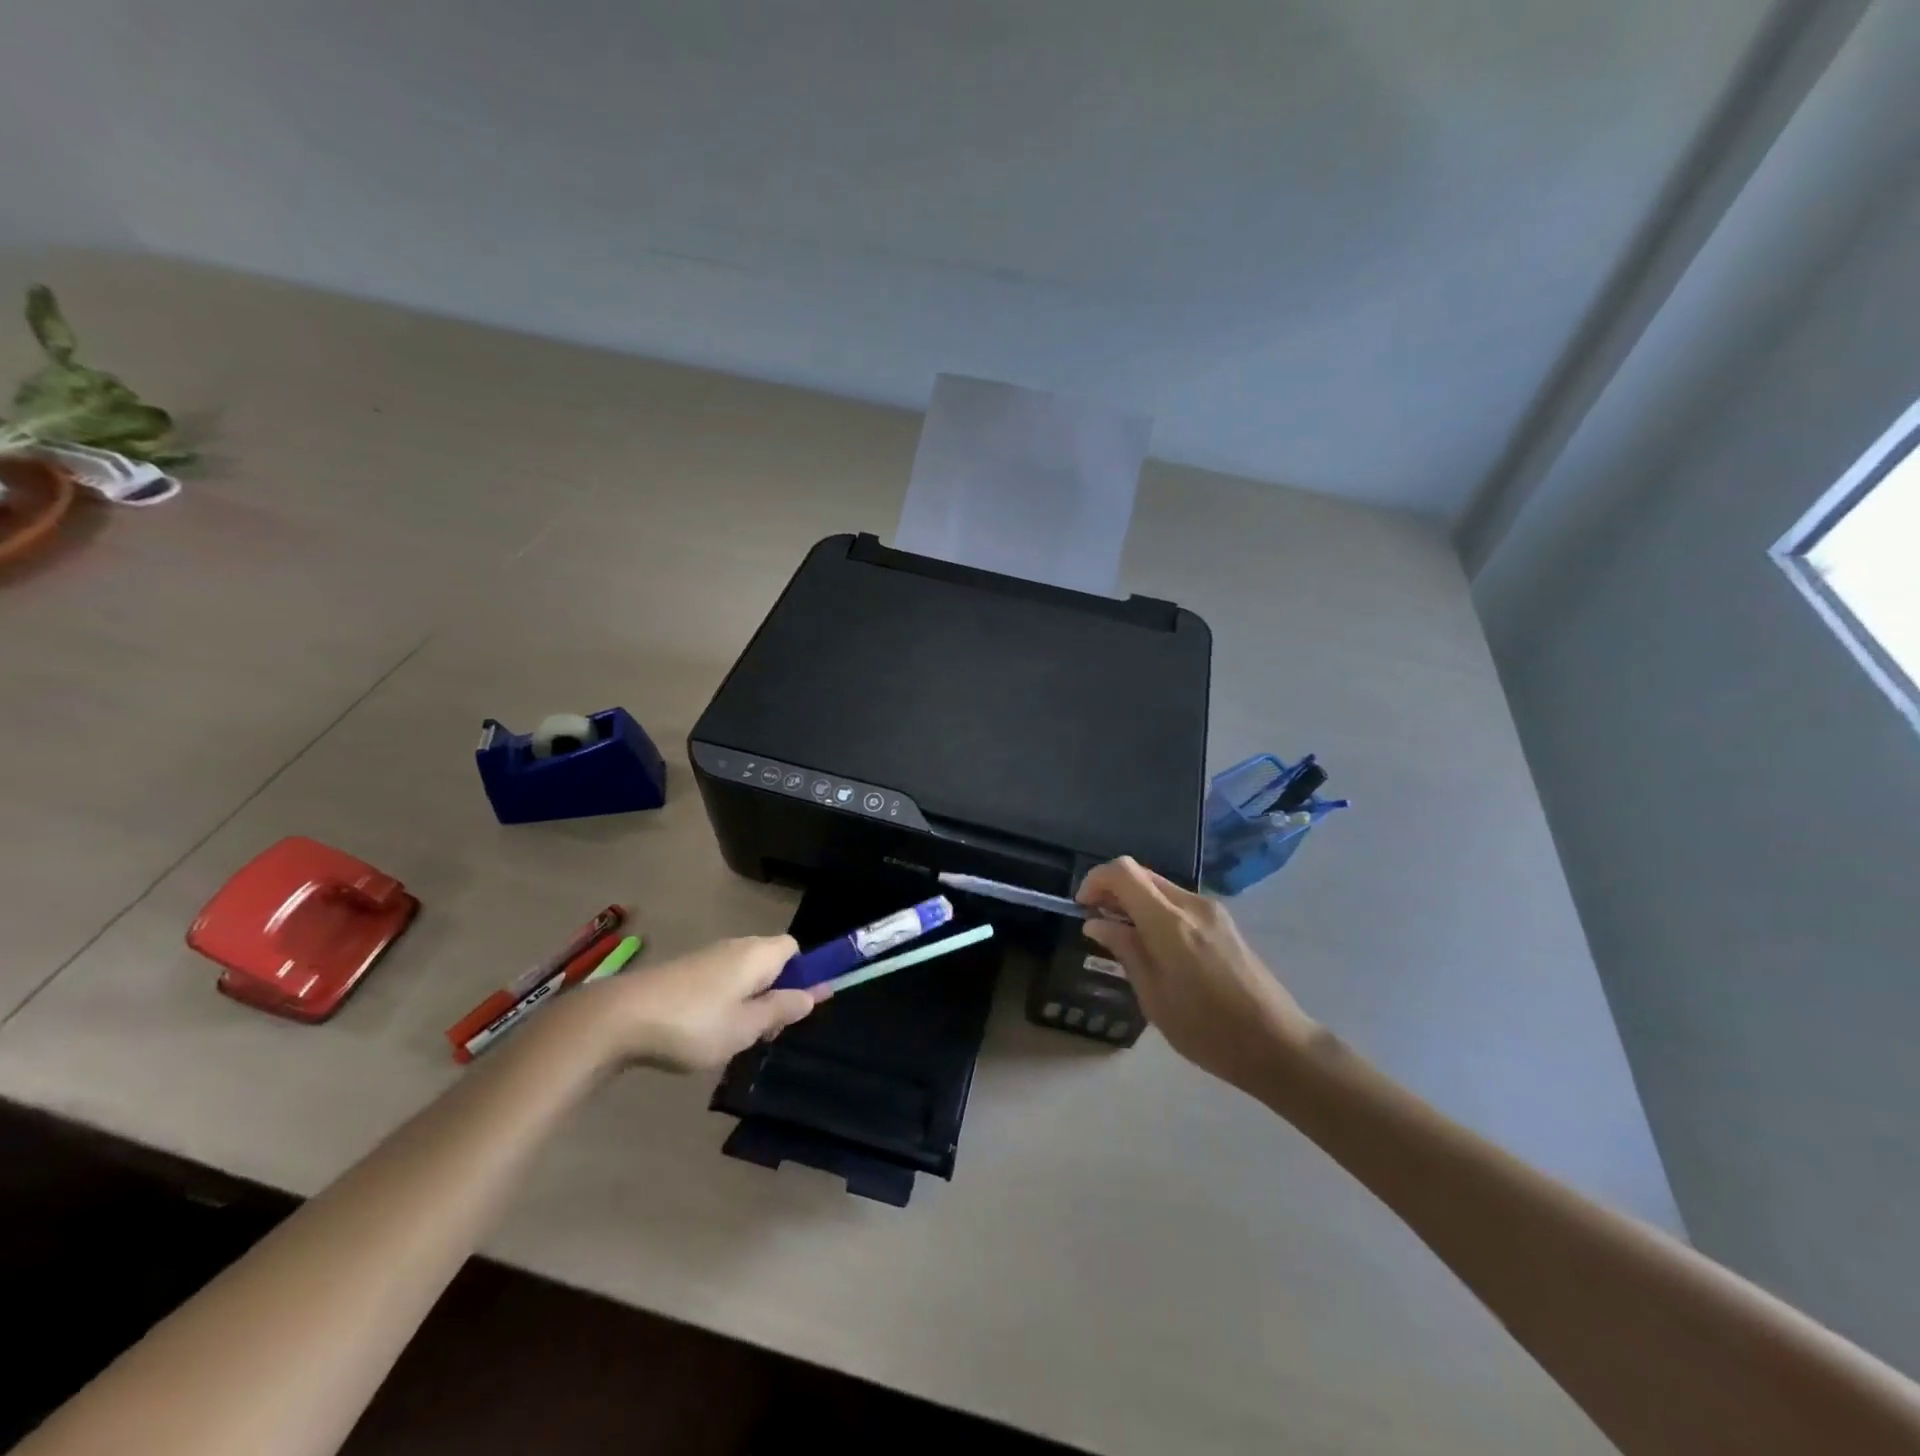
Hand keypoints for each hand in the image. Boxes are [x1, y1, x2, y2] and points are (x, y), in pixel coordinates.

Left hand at [582, 935, 818, 1071]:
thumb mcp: (747, 1026)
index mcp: (758, 954)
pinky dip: (723, 1003)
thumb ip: (782, 1009)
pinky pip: (720, 982)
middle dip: (775, 994)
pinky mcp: (682, 972)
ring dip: (748, 1002)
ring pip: (744, 974)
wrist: (620, 1019)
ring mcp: (706, 957)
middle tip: (765, 1032)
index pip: (795, 949)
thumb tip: (813, 993)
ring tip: (734, 1039)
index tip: (798, 1007)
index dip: (803, 974)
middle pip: (770, 962)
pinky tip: (706, 1033)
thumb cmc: (694, 1023)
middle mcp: (735, 946)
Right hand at [1076, 857, 1317, 1093]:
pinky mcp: (1223, 922)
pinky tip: (1155, 946)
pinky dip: (1156, 911)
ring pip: (1160, 887)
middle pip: (1141, 874)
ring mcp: (1212, 910)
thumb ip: (1125, 951)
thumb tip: (1096, 923)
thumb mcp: (1154, 997)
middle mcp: (1191, 904)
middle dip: (1113, 890)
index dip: (1096, 880)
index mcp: (1170, 922)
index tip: (1083, 908)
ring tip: (1124, 939)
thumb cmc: (1208, 1030)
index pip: (1123, 872)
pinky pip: (1179, 902)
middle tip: (1098, 923)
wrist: (1278, 1045)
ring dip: (1135, 901)